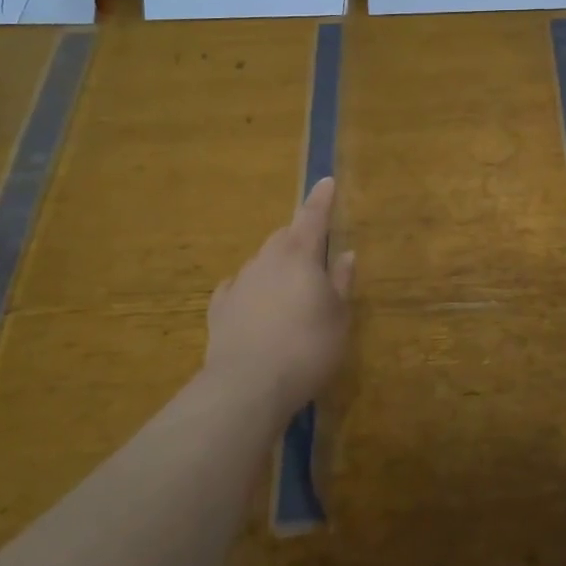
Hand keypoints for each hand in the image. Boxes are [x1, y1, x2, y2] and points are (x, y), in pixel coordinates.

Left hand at [205, 178, 355, 419]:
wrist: (247, 385)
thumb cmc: (307, 347)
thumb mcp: (338, 316)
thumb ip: (341, 281)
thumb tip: (346, 253)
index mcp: (300, 255)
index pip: (313, 216)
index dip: (321, 199)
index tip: (326, 180)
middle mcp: (267, 260)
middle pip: (284, 236)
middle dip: (299, 236)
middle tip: (313, 251)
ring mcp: (239, 282)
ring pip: (261, 261)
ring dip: (276, 265)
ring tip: (288, 288)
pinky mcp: (219, 309)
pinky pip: (238, 288)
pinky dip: (250, 289)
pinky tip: (253, 303)